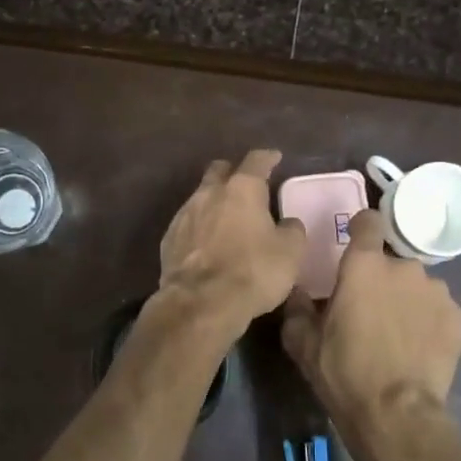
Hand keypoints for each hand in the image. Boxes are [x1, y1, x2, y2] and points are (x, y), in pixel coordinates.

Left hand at [156, 150, 307, 339]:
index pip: (256, 161)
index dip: (267, 157)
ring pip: (200, 197)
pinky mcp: (168, 240)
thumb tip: (287, 223)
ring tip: (226, 218)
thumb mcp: (290, 252)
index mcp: (242, 189)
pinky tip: (207, 243)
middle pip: (219, 171)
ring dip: (214, 203)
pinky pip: (187, 224)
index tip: (274, 158)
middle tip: (245, 184)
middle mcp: (209, 193)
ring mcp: (184, 215)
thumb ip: (292, 230)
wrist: (200, 303)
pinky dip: (200, 228)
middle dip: (232, 172)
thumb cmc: (253, 271)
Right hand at [281, 210, 460, 460]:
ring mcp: (437, 291)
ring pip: (418, 286)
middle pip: (391, 262)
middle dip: (382, 280)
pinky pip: (439, 311)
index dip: (362, 229)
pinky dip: (430, 322)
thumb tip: (298, 291)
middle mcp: (403, 267)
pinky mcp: (459, 318)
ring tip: (398, 334)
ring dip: (407, 300)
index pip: (368, 221)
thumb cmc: (343, 371)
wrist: (396, 414)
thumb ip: (297, 307)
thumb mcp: (302, 342)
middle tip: (370, 311)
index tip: (356, 244)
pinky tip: (419, 349)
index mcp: (363, 265)